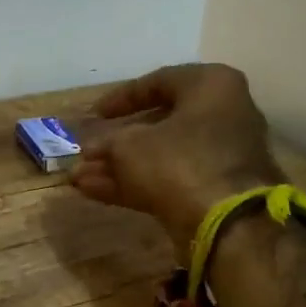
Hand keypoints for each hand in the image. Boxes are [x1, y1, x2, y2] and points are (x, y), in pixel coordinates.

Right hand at [70, 64, 282, 251]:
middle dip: (116, 141)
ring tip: (79, 177)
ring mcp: (220, 157)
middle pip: (160, 124)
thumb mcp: (130, 145)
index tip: (95, 114)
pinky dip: (134, 184)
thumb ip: (107, 141)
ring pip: (161, 156)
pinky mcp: (214, 191)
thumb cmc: (179, 162)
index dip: (121, 98)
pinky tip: (93, 191)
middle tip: (86, 151)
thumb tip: (92, 147)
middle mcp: (223, 116)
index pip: (160, 81)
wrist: (226, 225)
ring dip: (119, 166)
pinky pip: (169, 180)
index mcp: (212, 87)